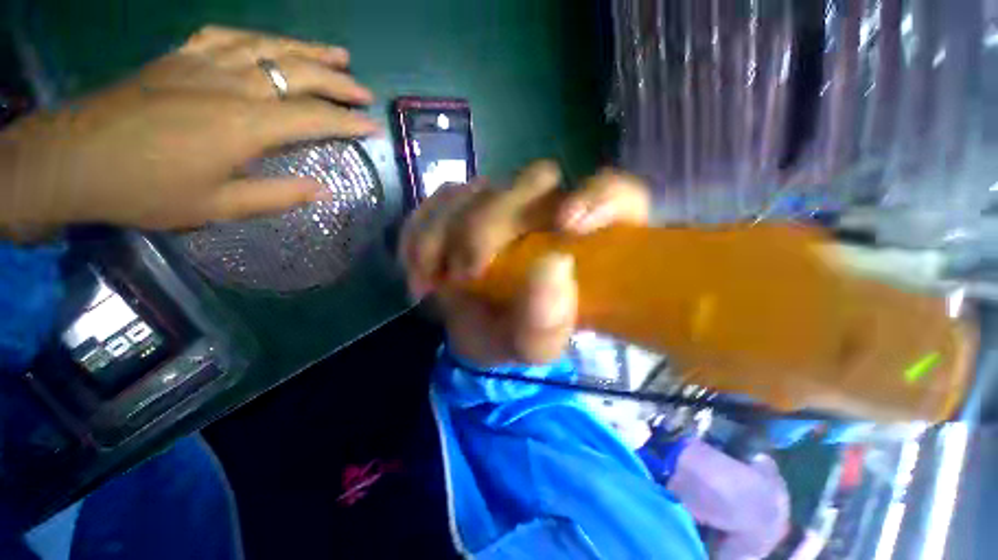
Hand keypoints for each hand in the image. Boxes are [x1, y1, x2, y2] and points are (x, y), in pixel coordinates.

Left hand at [0, 25, 378, 237]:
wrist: (74, 159)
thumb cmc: (146, 189)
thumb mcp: (217, 207)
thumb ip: (276, 196)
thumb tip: (322, 190)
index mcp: (244, 124)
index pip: (313, 118)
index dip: (348, 122)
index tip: (373, 126)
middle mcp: (231, 84)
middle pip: (297, 74)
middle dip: (337, 82)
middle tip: (363, 90)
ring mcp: (203, 64)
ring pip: (268, 46)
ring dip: (307, 49)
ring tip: (336, 52)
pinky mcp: (180, 57)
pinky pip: (227, 35)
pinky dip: (258, 37)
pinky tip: (271, 42)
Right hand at [399, 160, 649, 366]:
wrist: (478, 330)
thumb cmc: (516, 334)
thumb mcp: (536, 343)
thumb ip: (548, 318)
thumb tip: (552, 266)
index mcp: (585, 240)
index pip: (617, 196)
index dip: (598, 198)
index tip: (567, 226)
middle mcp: (548, 211)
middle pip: (534, 181)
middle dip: (491, 225)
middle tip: (467, 274)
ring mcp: (505, 204)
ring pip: (480, 189)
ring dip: (449, 230)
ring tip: (436, 278)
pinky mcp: (466, 208)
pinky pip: (440, 200)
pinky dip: (422, 230)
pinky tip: (420, 266)